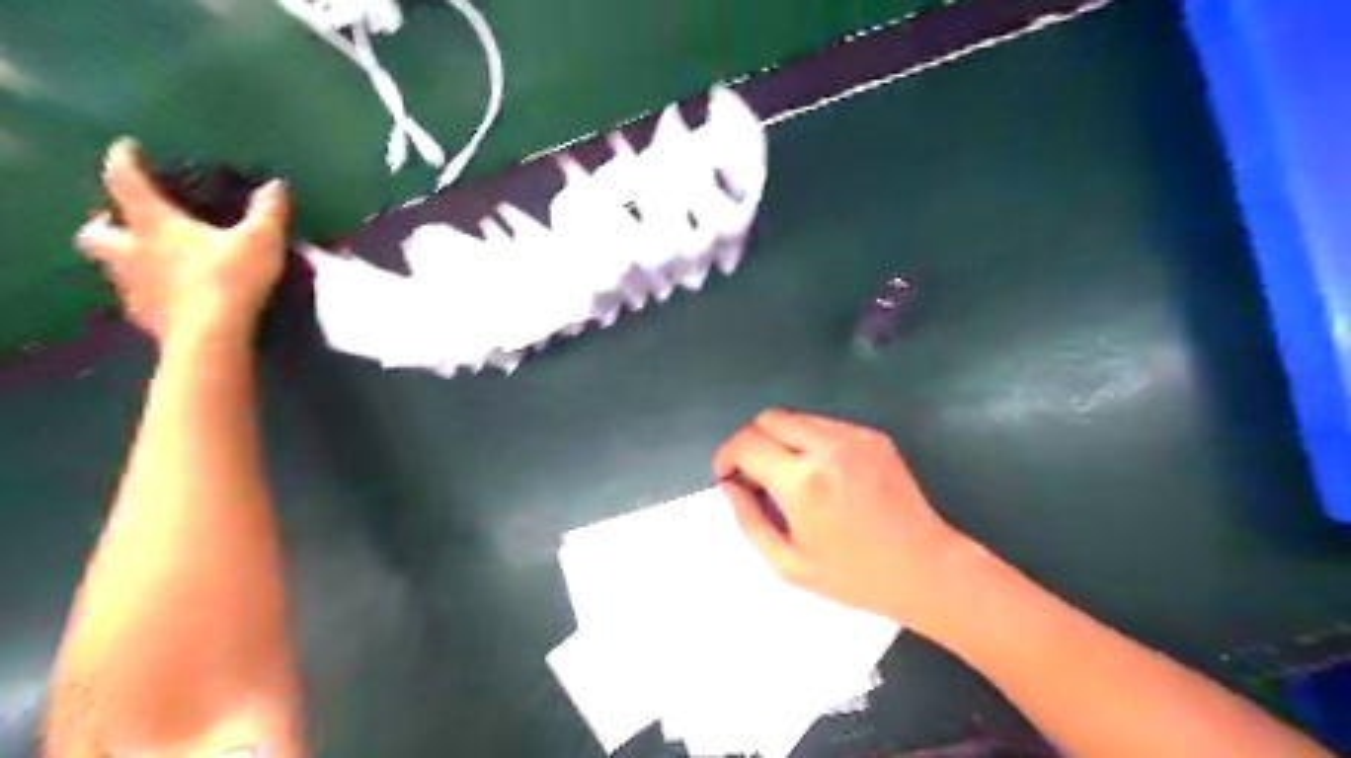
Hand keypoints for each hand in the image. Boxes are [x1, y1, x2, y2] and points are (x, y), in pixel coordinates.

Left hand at [76, 136, 287, 343]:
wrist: (211, 335)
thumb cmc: (231, 278)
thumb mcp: (261, 240)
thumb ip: (268, 212)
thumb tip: (275, 186)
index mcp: (155, 225)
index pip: (127, 183)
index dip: (124, 161)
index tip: (127, 148)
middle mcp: (131, 251)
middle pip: (97, 231)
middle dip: (103, 221)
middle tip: (121, 219)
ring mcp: (133, 285)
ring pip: (110, 265)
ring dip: (123, 257)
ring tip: (148, 259)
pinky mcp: (144, 315)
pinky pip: (136, 297)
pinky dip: (147, 290)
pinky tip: (168, 295)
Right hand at [717, 407, 972, 634]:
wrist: (927, 569)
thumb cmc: (855, 577)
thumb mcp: (788, 564)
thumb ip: (749, 519)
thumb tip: (729, 485)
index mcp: (802, 482)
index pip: (746, 443)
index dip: (726, 455)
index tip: (727, 475)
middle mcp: (827, 448)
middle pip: (768, 418)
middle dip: (752, 442)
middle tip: (756, 476)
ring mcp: (854, 437)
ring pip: (796, 418)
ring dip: (781, 440)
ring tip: (790, 477)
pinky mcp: (873, 436)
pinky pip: (825, 425)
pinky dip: (809, 442)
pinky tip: (822, 474)